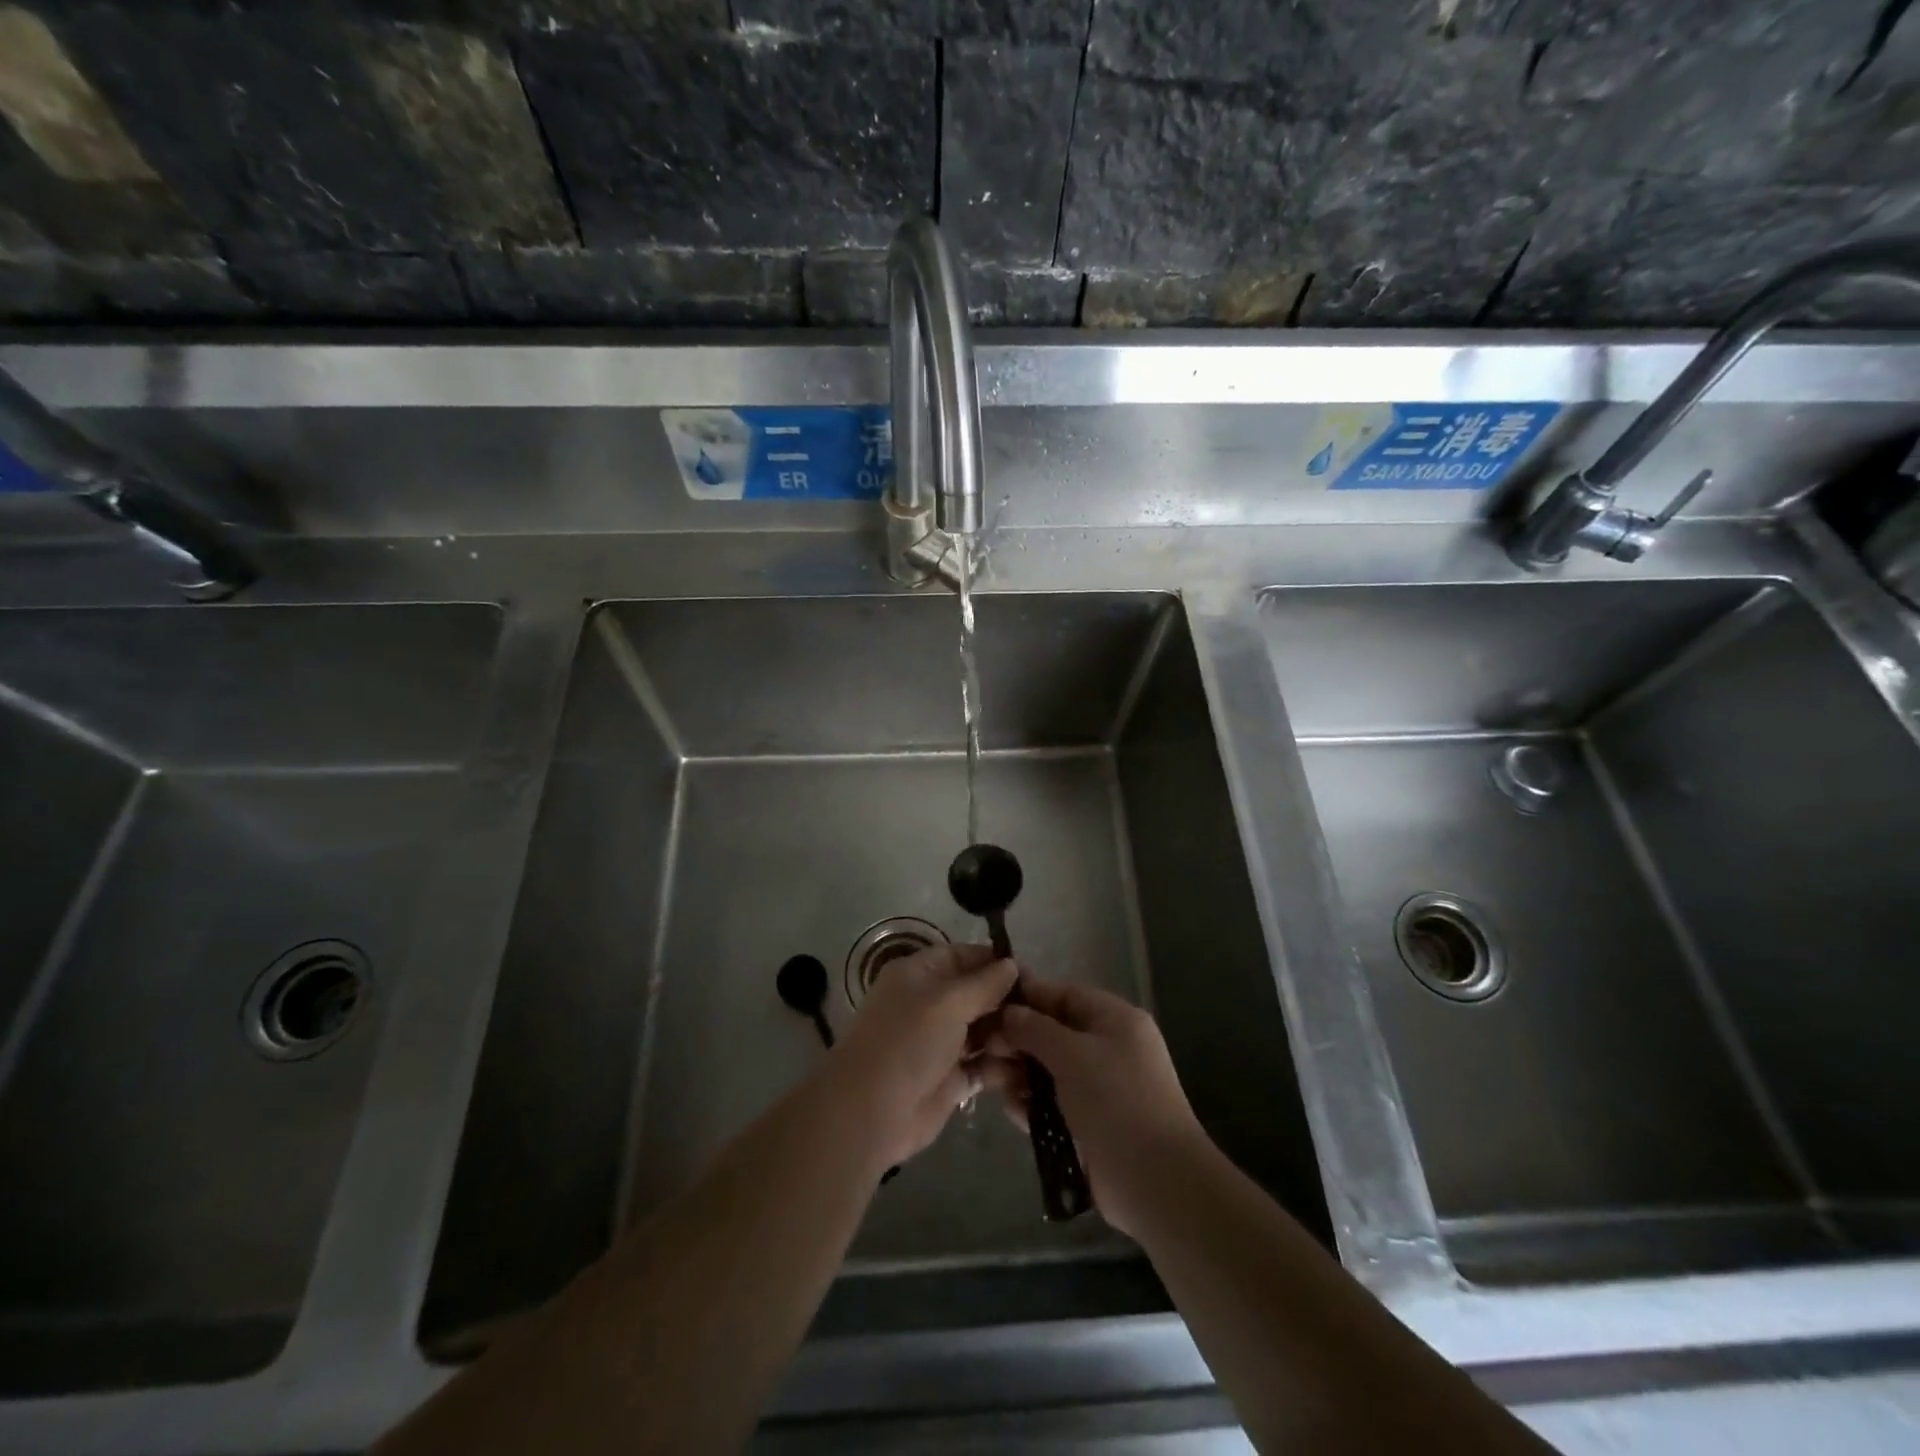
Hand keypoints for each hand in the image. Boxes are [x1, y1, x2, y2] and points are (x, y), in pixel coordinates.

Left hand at [833, 942, 1017, 1166]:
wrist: (870, 1112)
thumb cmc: (907, 1042)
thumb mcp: (947, 1003)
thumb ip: (983, 984)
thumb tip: (1011, 964)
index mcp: (920, 975)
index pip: (963, 956)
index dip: (995, 962)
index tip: (1031, 973)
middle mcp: (930, 1004)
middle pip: (977, 994)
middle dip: (1008, 1001)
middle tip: (1043, 1012)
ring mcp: (940, 1043)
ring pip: (983, 1030)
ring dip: (1009, 1035)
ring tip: (1038, 1042)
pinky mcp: (950, 1079)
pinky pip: (983, 1065)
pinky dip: (1003, 1066)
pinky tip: (1030, 1069)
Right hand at [983, 973, 1205, 1236]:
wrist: (1156, 1182)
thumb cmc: (1116, 1101)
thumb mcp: (1073, 1054)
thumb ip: (1035, 1028)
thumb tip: (1008, 1012)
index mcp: (1113, 1019)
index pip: (1062, 995)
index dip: (1026, 997)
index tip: (987, 1005)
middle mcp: (1106, 1047)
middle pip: (1051, 1033)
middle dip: (1017, 1040)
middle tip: (982, 1050)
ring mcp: (1098, 1088)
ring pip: (1047, 1069)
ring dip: (1019, 1074)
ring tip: (989, 1081)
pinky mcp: (1088, 1123)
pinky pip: (1052, 1103)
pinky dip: (1031, 1104)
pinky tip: (1012, 1110)